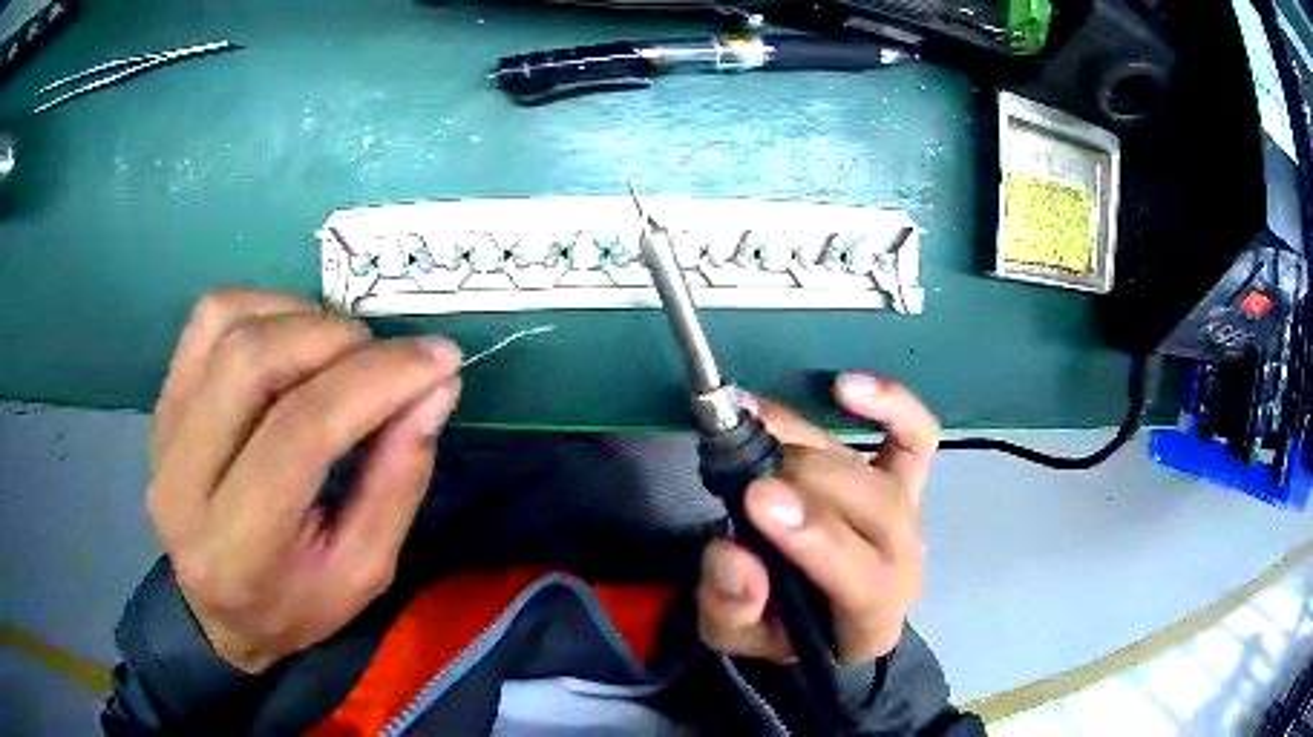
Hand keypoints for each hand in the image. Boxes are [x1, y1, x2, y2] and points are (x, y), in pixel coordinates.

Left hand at [147, 290, 462, 672]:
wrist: (215, 610)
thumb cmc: (296, 604)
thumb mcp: (364, 570)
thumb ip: (398, 480)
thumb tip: (435, 387)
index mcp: (237, 549)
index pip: (299, 434)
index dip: (374, 382)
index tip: (438, 360)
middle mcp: (182, 481)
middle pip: (253, 362)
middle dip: (338, 340)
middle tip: (388, 357)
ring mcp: (162, 429)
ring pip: (228, 325)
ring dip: (303, 318)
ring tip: (344, 350)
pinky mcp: (162, 400)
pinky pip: (210, 317)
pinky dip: (266, 307)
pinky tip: (296, 336)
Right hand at [697, 374, 936, 664]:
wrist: (822, 614)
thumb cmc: (782, 630)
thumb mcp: (739, 638)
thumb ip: (732, 608)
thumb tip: (731, 554)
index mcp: (870, 616)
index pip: (861, 576)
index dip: (814, 535)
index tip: (756, 499)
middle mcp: (902, 560)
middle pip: (874, 507)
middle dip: (803, 479)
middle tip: (739, 465)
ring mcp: (909, 512)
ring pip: (875, 471)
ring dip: (810, 444)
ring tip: (752, 427)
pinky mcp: (907, 477)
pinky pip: (915, 434)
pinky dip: (890, 404)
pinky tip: (844, 387)